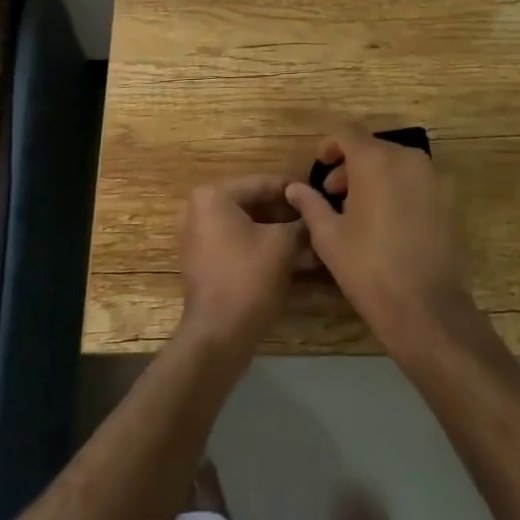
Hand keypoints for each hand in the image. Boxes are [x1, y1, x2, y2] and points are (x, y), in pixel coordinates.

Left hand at [178, 175, 309, 348]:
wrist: (218, 335)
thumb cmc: (249, 278)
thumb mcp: (283, 244)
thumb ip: (300, 221)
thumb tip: (313, 212)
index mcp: (213, 196)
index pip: (262, 183)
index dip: (295, 191)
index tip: (320, 196)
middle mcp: (199, 210)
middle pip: (254, 205)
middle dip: (287, 216)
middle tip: (318, 221)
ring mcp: (198, 237)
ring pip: (248, 227)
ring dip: (279, 234)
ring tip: (313, 242)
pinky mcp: (204, 262)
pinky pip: (238, 245)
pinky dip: (264, 249)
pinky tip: (297, 260)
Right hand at [284, 128, 474, 352]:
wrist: (427, 308)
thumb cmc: (368, 268)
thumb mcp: (328, 237)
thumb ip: (310, 204)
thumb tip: (294, 188)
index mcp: (375, 161)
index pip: (348, 133)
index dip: (331, 147)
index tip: (320, 168)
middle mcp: (408, 158)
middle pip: (374, 148)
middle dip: (351, 166)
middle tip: (334, 195)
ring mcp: (434, 177)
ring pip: (398, 163)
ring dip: (376, 176)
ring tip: (361, 210)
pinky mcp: (451, 199)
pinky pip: (418, 181)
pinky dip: (400, 188)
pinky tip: (390, 221)